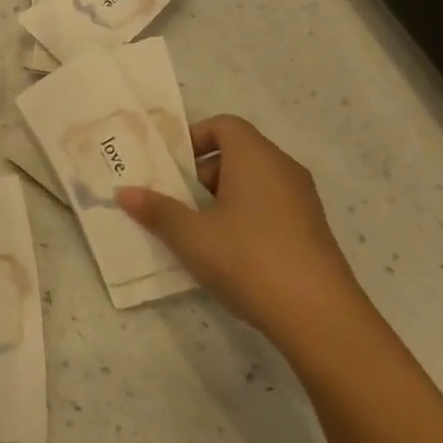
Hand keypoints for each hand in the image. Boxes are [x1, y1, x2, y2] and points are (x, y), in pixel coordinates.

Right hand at [115, 116, 368, 349]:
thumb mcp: (191, 235)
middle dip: (201, 172)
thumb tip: (123, 192)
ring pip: (253, 182)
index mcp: (255, 157)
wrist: (320, 317)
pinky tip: (228, 252)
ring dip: (221, 197)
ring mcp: (302, 201)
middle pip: (237, 153)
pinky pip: (270, 206)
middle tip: (175, 201)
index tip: (170, 167)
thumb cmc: (248, 259)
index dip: (193, 138)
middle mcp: (283, 169)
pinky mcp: (311, 230)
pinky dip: (245, 216)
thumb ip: (156, 210)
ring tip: (196, 230)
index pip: (224, 125)